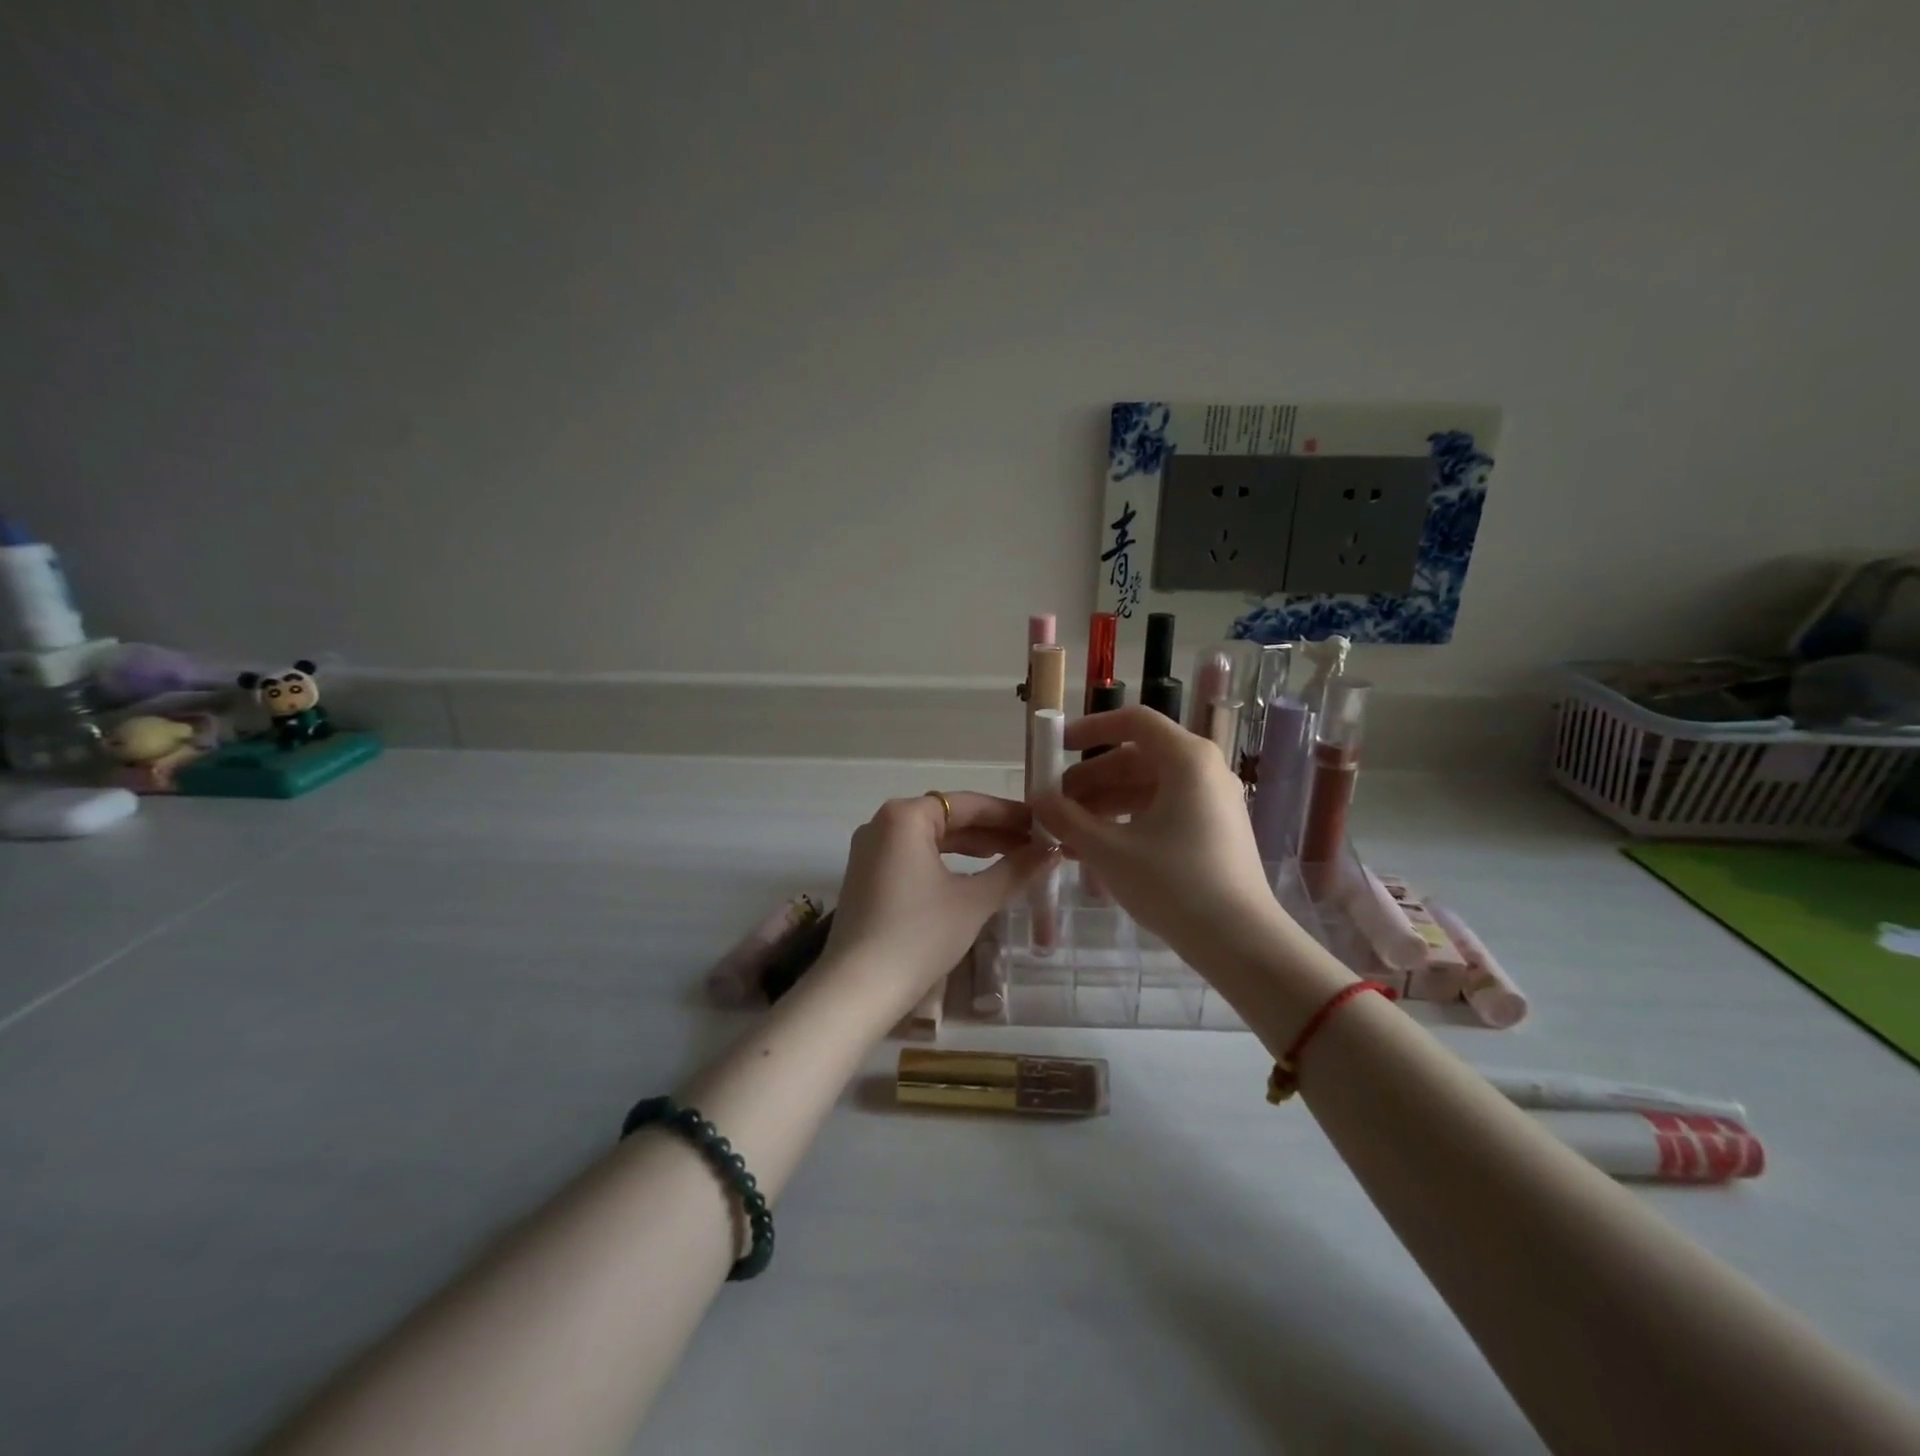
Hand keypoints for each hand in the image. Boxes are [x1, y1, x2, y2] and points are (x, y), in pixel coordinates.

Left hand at [823, 792, 1051, 1016]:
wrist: (858, 989)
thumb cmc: (919, 935)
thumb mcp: (973, 901)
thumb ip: (1015, 870)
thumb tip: (1052, 852)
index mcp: (904, 816)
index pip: (967, 804)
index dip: (1008, 814)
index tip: (1042, 824)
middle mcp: (882, 823)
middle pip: (948, 818)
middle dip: (992, 831)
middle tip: (1035, 845)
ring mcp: (870, 851)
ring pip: (931, 839)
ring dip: (971, 848)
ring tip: (1012, 857)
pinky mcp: (867, 877)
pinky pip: (915, 857)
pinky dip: (946, 863)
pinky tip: (974, 877)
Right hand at [1033, 707, 1289, 967]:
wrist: (1240, 942)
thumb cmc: (1173, 884)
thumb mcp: (1109, 850)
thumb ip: (1067, 819)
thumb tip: (1037, 800)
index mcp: (1187, 759)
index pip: (1133, 721)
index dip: (1091, 729)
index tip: (1058, 748)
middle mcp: (1204, 770)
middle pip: (1137, 757)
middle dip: (1091, 779)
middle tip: (1055, 803)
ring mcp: (1213, 801)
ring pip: (1147, 787)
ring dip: (1105, 804)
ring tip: (1067, 833)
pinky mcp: (1214, 830)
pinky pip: (1163, 810)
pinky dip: (1129, 821)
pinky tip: (1096, 849)